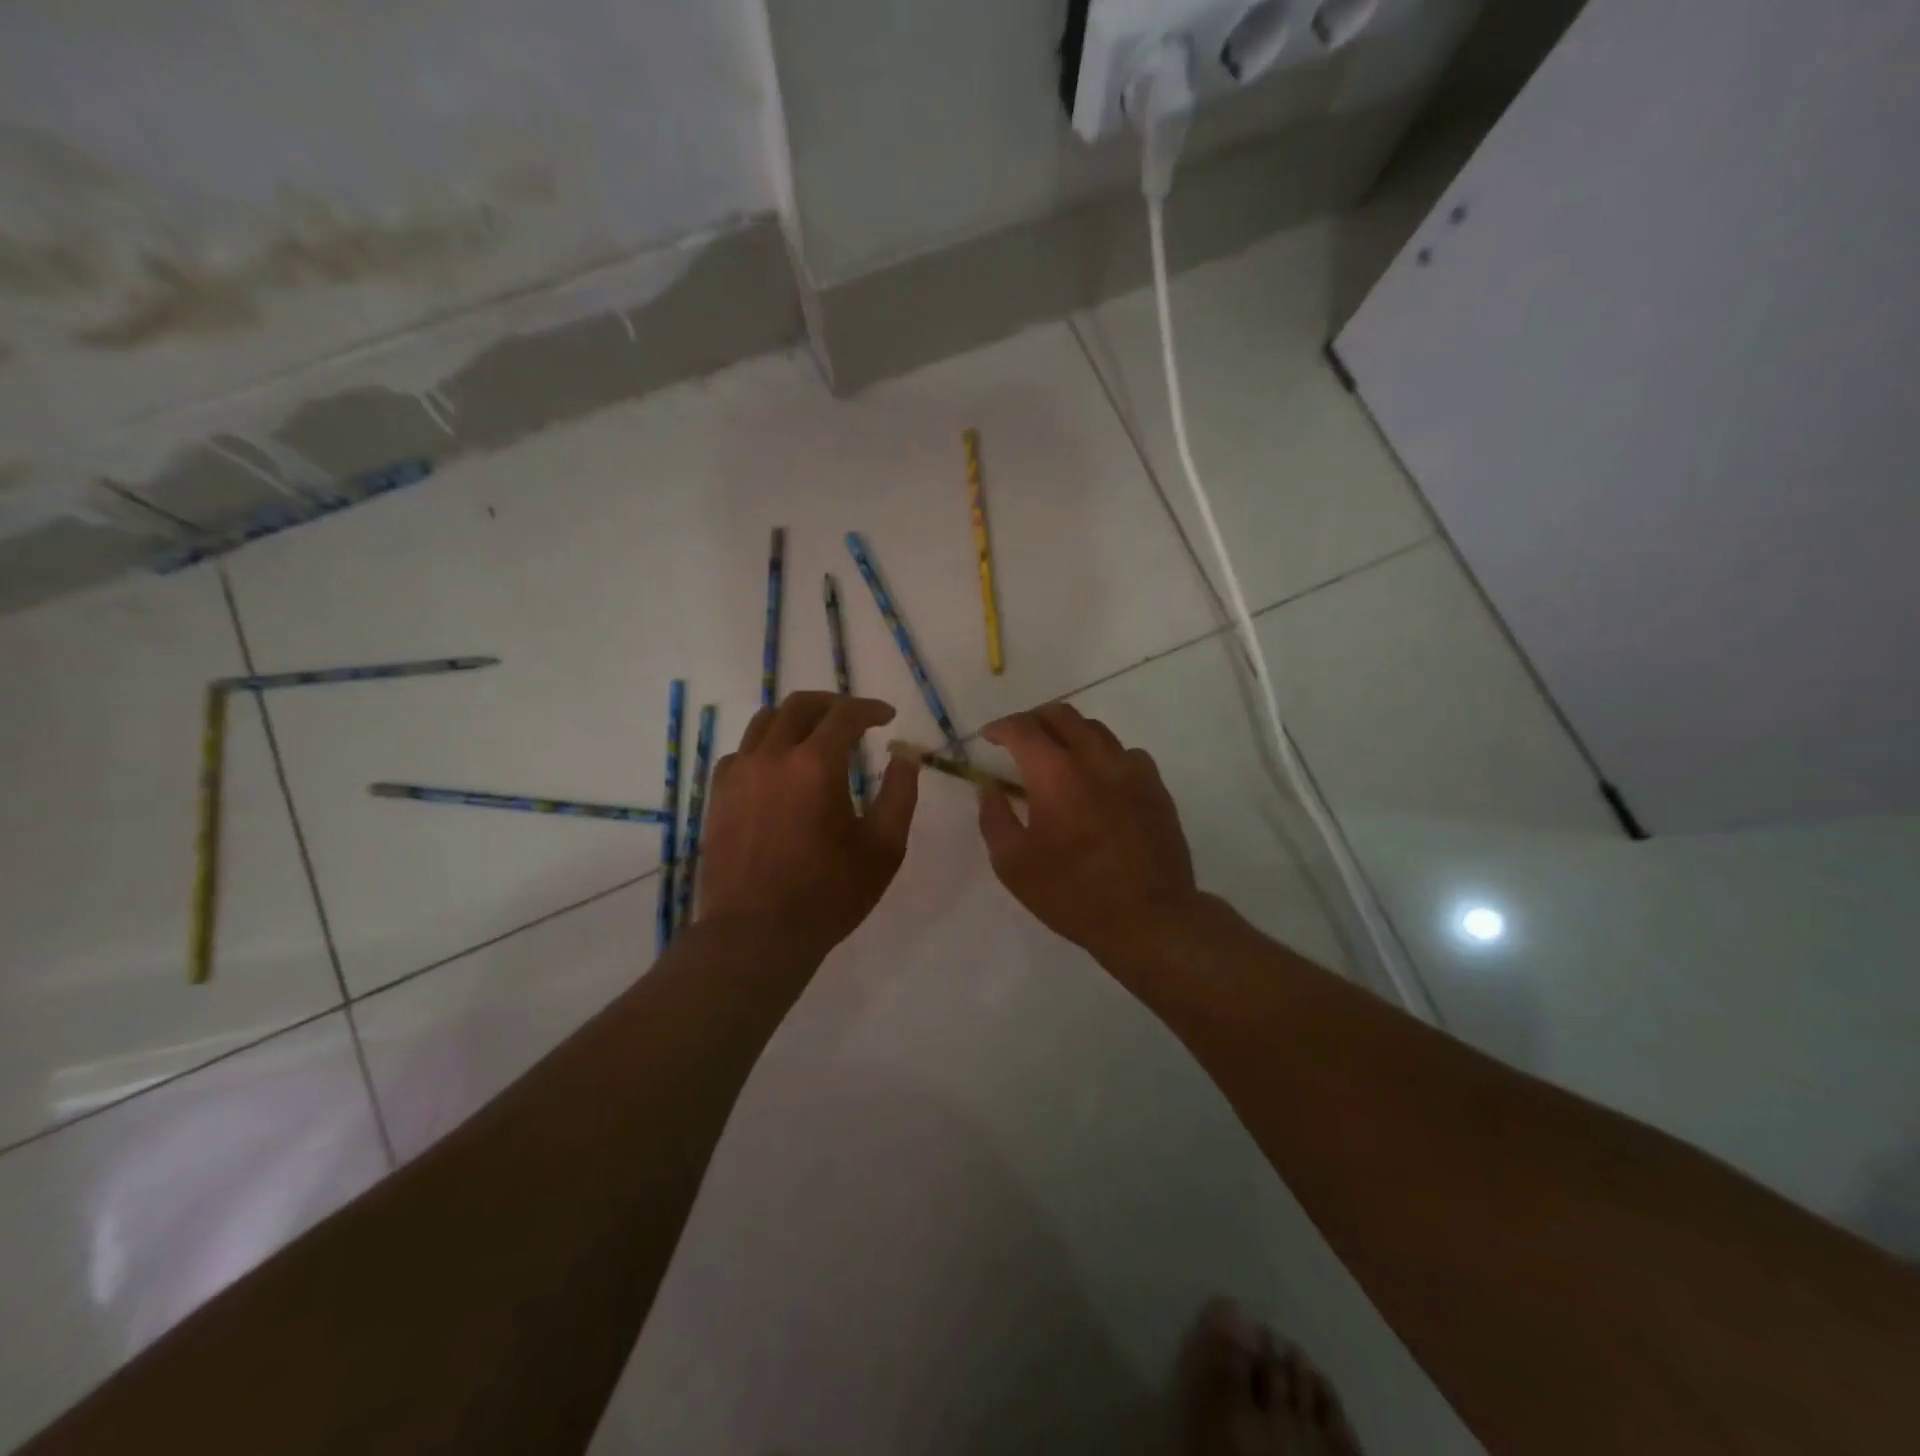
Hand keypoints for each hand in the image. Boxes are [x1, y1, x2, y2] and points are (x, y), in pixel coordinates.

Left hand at [700, 691, 919, 956]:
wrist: (755, 934)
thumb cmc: (828, 894)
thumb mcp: (883, 848)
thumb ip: (900, 793)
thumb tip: (906, 753)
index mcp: (815, 765)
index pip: (845, 715)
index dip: (870, 709)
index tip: (887, 717)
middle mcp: (772, 756)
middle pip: (800, 705)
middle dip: (833, 704)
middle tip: (855, 718)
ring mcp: (738, 774)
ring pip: (765, 722)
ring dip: (797, 719)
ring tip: (817, 736)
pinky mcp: (718, 795)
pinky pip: (742, 751)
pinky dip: (766, 745)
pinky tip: (779, 768)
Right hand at [976, 703, 1197, 963]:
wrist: (1148, 918)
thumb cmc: (1072, 894)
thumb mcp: (1013, 865)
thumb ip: (994, 817)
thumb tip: (989, 787)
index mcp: (1055, 773)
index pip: (1023, 728)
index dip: (1001, 727)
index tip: (989, 737)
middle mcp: (1095, 758)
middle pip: (1062, 715)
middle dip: (1034, 720)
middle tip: (1019, 739)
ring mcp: (1131, 769)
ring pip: (1095, 729)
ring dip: (1069, 733)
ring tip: (1057, 756)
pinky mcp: (1155, 786)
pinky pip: (1125, 753)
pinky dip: (1102, 755)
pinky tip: (1098, 779)